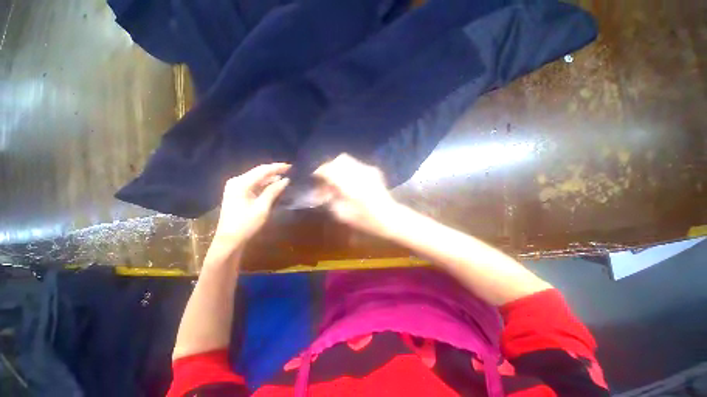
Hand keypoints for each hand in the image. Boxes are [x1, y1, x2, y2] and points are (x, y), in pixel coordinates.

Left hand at [213, 163, 290, 248]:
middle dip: (274, 170)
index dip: (277, 167)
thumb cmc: (247, 224)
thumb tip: (286, 179)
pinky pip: (253, 184)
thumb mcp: (262, 207)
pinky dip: (264, 183)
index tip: (290, 166)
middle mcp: (237, 181)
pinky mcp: (237, 193)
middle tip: (289, 169)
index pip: (262, 170)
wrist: (230, 240)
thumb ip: (273, 191)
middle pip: (258, 172)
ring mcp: (236, 187)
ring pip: (256, 177)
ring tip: (284, 176)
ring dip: (270, 177)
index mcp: (241, 183)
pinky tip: (274, 184)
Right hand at [314, 154, 400, 236]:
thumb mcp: (342, 214)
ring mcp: (367, 170)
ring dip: (338, 167)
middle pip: (338, 160)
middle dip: (329, 166)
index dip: (319, 171)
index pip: (329, 169)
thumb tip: (322, 190)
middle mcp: (358, 172)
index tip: (314, 176)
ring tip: (335, 178)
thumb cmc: (365, 220)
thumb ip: (330, 199)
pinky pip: (356, 164)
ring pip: (347, 160)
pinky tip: (348, 179)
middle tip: (324, 177)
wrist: (389, 217)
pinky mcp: (373, 171)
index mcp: (349, 184)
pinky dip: (348, 169)